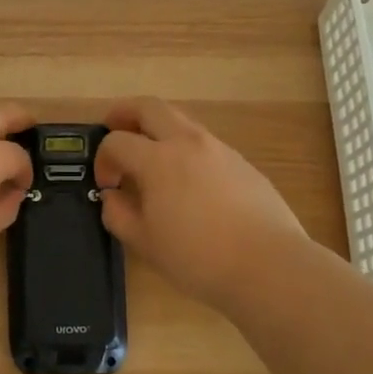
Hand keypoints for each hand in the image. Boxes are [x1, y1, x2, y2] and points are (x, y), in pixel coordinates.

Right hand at [95, 97, 313, 311]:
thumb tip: (112, 196)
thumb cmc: (198, 258)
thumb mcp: (145, 243)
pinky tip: (188, 183)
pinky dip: (185, 150)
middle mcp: (188, 142)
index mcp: (158, 159)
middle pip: (149, 107)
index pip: (116, 141)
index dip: (102, 159)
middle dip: (125, 113)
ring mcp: (219, 149)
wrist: (269, 266)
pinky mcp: (242, 163)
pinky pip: (204, 144)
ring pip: (180, 121)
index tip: (106, 185)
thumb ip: (118, 214)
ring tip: (151, 160)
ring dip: (158, 130)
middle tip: (114, 130)